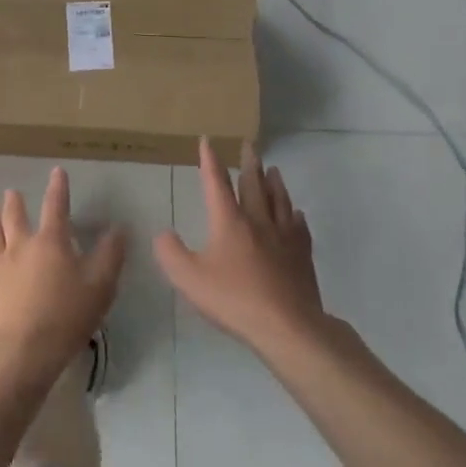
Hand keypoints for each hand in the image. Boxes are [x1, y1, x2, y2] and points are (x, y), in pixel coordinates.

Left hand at [0, 167, 126, 386]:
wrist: (24, 352)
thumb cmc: (67, 316)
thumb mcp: (101, 285)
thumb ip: (110, 255)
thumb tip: (118, 229)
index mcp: (50, 243)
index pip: (55, 208)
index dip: (58, 188)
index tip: (56, 171)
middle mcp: (20, 249)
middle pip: (15, 219)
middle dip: (15, 203)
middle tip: (10, 191)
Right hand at [155, 139, 324, 353]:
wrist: (288, 326)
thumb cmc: (234, 300)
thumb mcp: (189, 279)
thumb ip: (171, 253)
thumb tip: (163, 234)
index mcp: (230, 221)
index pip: (216, 183)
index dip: (210, 160)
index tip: (208, 140)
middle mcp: (258, 220)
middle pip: (254, 184)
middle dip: (249, 163)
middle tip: (249, 145)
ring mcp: (284, 236)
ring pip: (279, 200)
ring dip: (274, 182)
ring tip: (273, 170)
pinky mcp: (302, 255)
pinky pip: (299, 226)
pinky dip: (295, 215)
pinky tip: (296, 214)